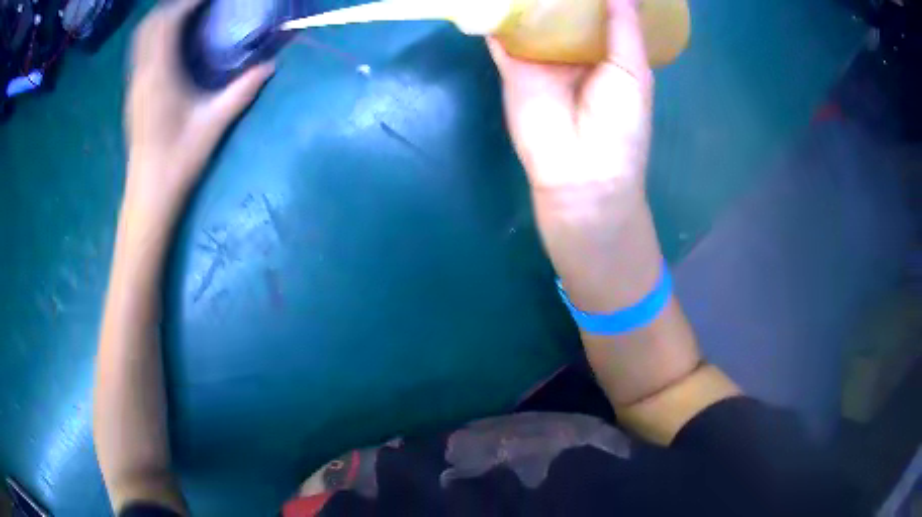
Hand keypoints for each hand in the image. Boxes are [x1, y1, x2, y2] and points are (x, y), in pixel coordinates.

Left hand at [124, 0, 273, 218]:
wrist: (149, 193)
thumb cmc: (179, 159)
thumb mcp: (215, 123)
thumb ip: (243, 91)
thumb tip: (271, 66)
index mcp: (159, 76)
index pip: (168, 22)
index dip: (189, 3)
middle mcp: (143, 74)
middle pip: (151, 23)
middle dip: (175, 6)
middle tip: (200, 5)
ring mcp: (135, 84)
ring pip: (142, 36)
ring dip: (163, 18)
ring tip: (188, 15)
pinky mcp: (134, 93)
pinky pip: (141, 50)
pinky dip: (156, 34)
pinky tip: (173, 40)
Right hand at [489, 0, 658, 312]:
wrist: (583, 174)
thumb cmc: (621, 126)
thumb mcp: (633, 71)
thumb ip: (624, 27)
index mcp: (607, 52)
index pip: (598, 12)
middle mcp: (573, 51)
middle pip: (562, 11)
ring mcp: (541, 59)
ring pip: (531, 19)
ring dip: (528, 0)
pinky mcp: (513, 69)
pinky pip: (502, 37)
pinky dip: (497, 17)